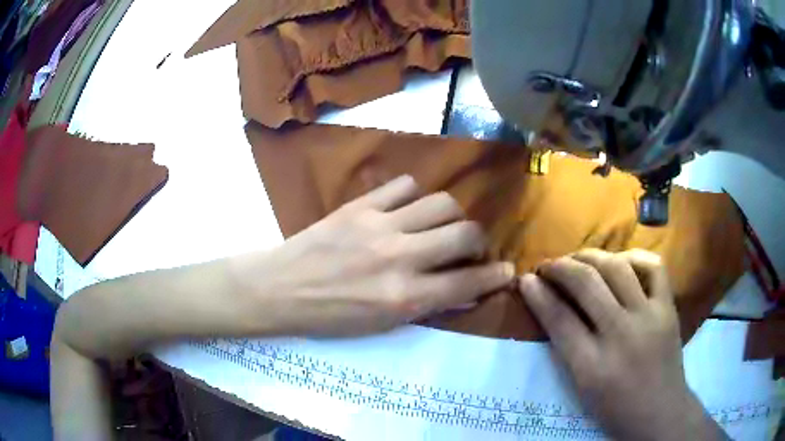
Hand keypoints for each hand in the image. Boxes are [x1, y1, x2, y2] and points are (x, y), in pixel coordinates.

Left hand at [236, 175, 514, 335]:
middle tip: (470, 248)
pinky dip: (414, 196)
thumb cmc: (331, 317)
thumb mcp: (382, 325)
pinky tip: (406, 209)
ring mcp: (380, 225)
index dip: (495, 276)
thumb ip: (427, 305)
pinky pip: (404, 186)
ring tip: (440, 226)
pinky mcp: (360, 205)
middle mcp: (399, 258)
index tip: (507, 270)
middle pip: (464, 233)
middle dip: (479, 240)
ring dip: (451, 216)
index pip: (467, 282)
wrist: (281, 289)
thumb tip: (464, 290)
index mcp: (404, 298)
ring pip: (441, 202)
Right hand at [518, 249, 725, 440]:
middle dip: (560, 267)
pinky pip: (653, 266)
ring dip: (590, 256)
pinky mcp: (668, 307)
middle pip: (586, 283)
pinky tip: (620, 261)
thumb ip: (567, 348)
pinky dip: (633, 257)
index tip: (525, 279)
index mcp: (592, 366)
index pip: (559, 319)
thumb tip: (550, 309)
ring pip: (616, 267)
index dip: (538, 294)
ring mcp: (649, 316)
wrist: (659, 412)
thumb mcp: (582, 388)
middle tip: (547, 265)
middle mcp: (621, 335)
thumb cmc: (615, 408)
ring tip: (577, 259)